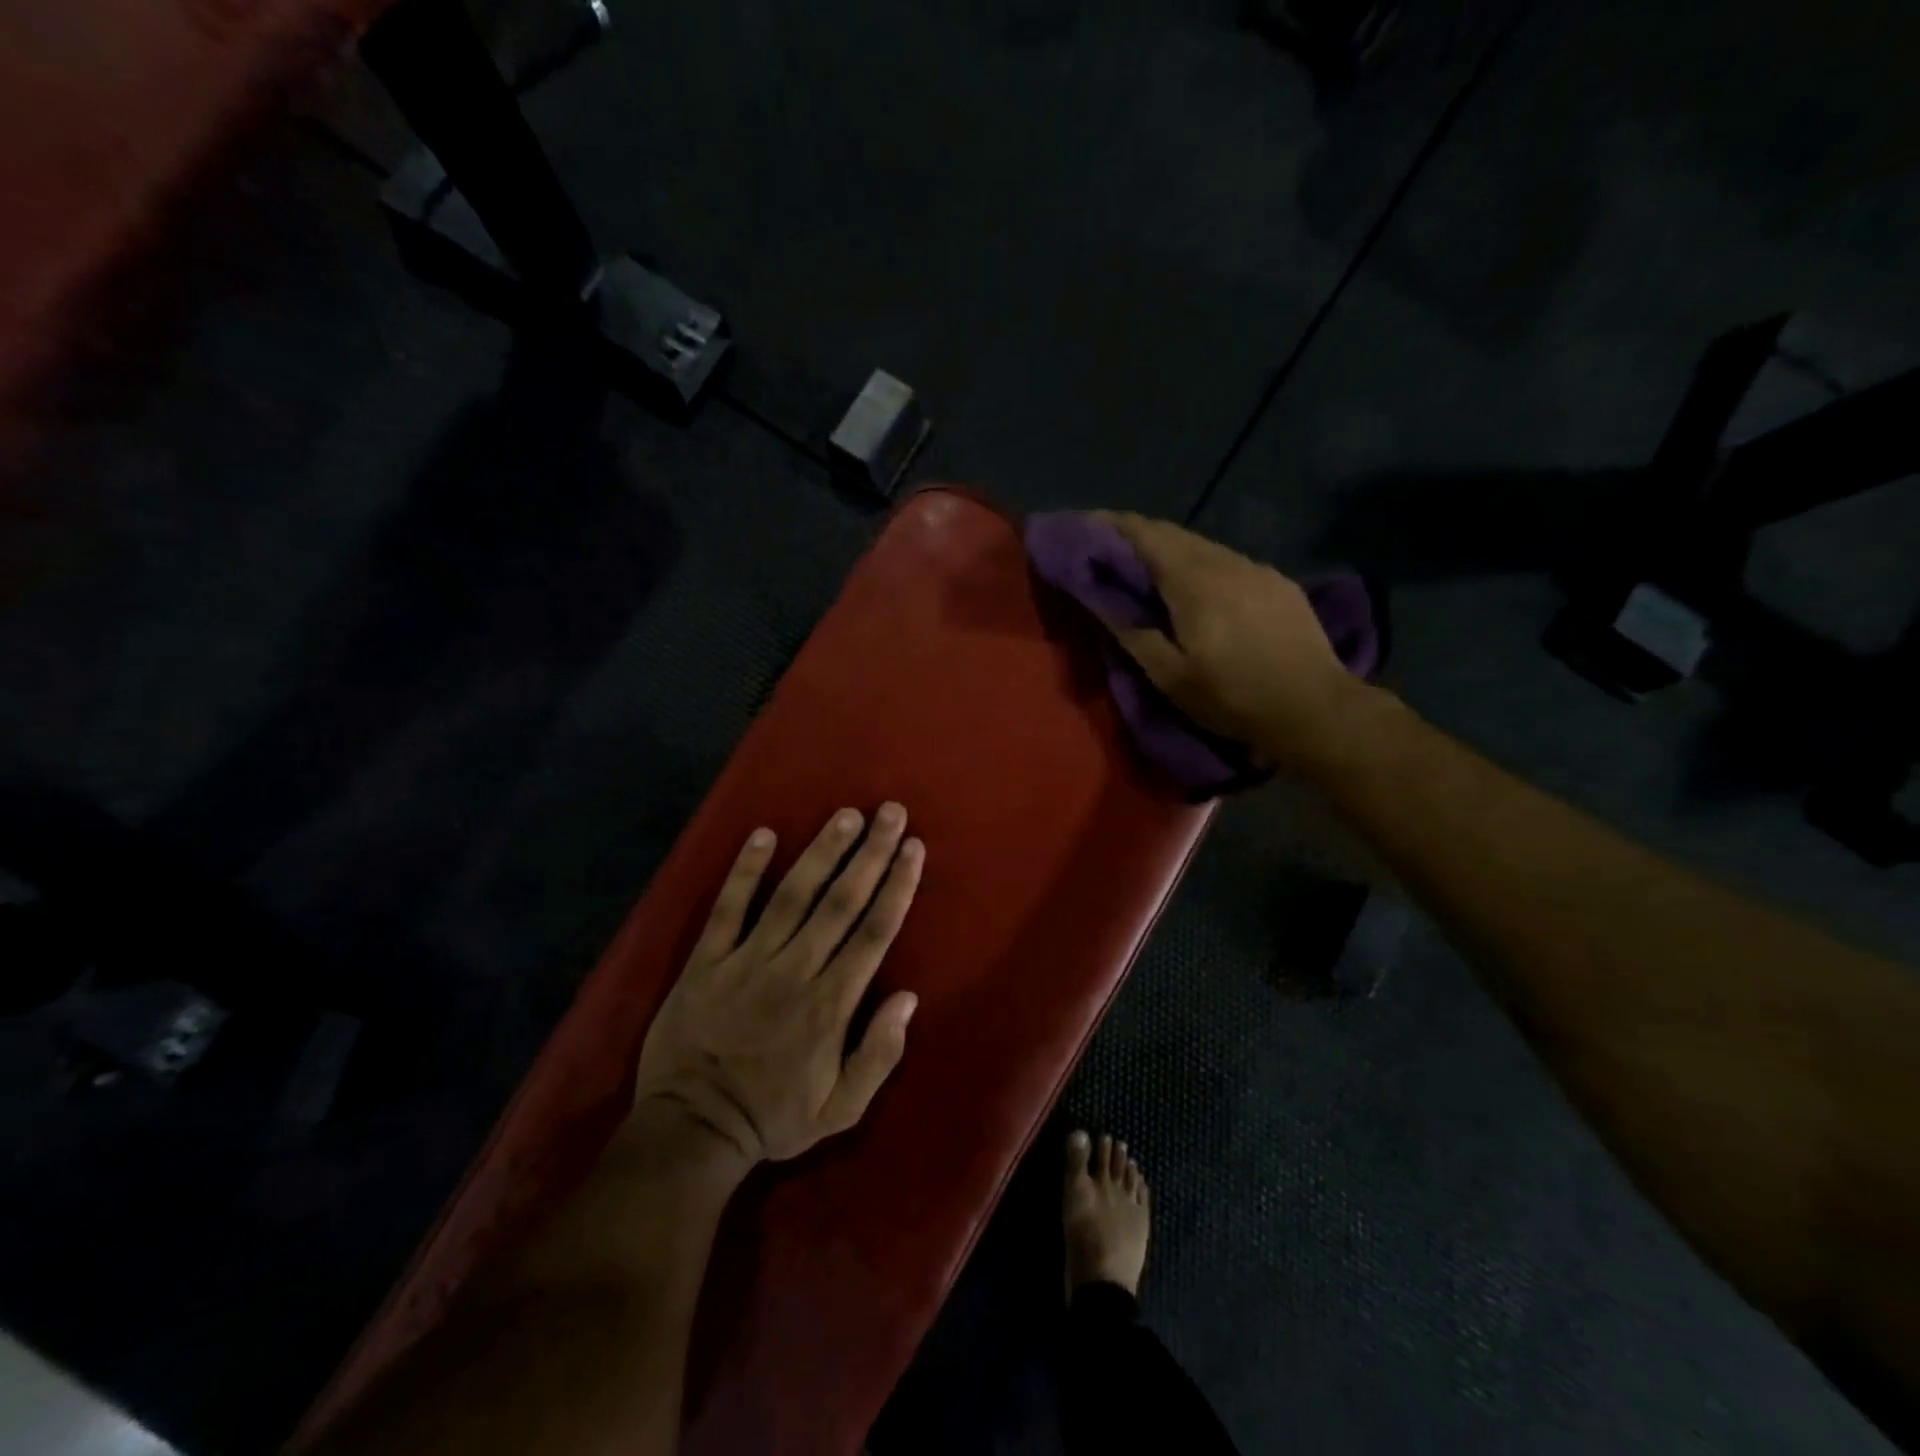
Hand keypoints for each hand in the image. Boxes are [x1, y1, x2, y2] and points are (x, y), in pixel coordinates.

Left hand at [632, 804, 923, 1166]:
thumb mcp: (841, 1109)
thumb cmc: (772, 1117)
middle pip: (841, 901)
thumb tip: (908, 996)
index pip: (874, 932)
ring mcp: (747, 961)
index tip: (913, 848)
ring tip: (846, 815)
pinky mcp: (706, 961)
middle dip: (871, 853)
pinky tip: (763, 835)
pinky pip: (727, 908)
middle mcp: (795, 970)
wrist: (690, 1132)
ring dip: (822, 851)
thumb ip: (879, 1054)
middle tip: (891, 812)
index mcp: (831, 1004)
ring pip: (792, 895)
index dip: (897, 886)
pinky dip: (745, 871)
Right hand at [1096, 512, 1370, 771]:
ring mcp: (1257, 569)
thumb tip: (1098, 598)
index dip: (1113, 525)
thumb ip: (1131, 632)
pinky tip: (1202, 588)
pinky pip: (1230, 562)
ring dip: (1172, 550)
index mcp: (1192, 580)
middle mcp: (1225, 562)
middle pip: (1174, 534)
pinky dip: (1203, 565)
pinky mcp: (1279, 584)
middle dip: (1139, 535)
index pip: (1145, 534)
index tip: (1087, 524)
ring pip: (1204, 547)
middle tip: (1111, 549)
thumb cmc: (1232, 696)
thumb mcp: (1170, 675)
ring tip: (1151, 569)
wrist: (1314, 708)